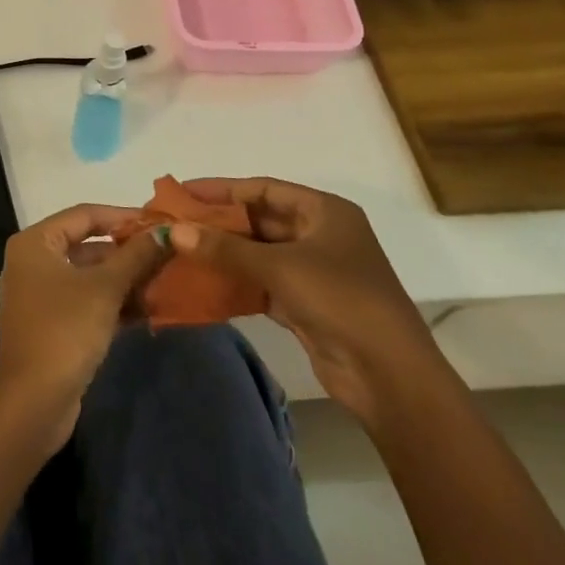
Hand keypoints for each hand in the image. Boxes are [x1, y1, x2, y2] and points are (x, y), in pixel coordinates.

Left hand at [0, 205, 168, 446]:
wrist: (33, 402)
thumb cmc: (65, 330)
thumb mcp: (106, 289)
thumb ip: (136, 257)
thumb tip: (167, 232)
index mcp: (36, 242)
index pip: (85, 215)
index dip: (123, 216)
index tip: (159, 222)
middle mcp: (34, 261)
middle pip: (88, 245)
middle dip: (128, 252)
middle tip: (168, 253)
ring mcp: (42, 294)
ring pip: (90, 276)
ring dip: (125, 279)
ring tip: (166, 280)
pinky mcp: (53, 324)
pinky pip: (87, 301)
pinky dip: (114, 302)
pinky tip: (149, 308)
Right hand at [169, 178, 442, 424]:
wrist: (390, 376)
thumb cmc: (341, 300)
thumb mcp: (280, 267)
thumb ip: (225, 249)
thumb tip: (174, 230)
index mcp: (324, 211)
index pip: (263, 189)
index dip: (222, 189)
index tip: (183, 192)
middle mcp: (320, 235)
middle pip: (260, 220)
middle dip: (219, 223)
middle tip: (175, 223)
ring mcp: (314, 271)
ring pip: (259, 253)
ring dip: (224, 253)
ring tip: (181, 250)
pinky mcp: (307, 304)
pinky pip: (263, 283)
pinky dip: (237, 282)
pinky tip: (204, 282)